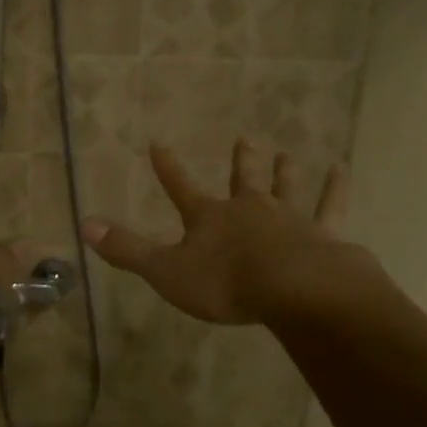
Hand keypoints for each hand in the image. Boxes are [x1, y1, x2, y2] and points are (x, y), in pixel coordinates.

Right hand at [82, 139, 361, 325]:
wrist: (292, 289)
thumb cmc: (225, 282)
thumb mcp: (166, 271)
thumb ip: (127, 250)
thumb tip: (84, 226)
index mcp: (209, 217)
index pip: (180, 187)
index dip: (167, 167)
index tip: (158, 143)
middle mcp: (248, 209)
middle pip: (241, 179)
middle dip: (240, 160)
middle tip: (244, 137)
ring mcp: (287, 218)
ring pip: (284, 187)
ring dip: (282, 171)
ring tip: (286, 152)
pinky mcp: (322, 232)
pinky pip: (330, 206)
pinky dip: (335, 188)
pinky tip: (342, 169)